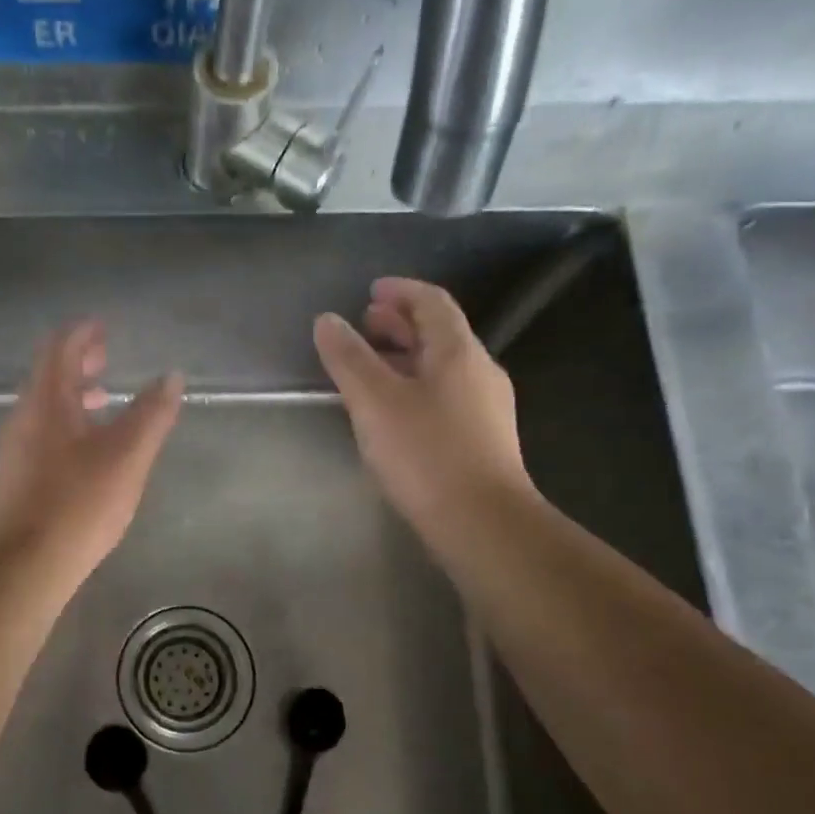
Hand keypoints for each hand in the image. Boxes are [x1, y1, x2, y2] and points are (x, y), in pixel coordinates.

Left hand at [0, 321, 182, 586]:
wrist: (28, 563)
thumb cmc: (80, 502)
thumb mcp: (128, 455)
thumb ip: (152, 413)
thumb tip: (171, 376)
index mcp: (46, 401)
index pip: (59, 348)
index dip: (82, 333)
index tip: (104, 327)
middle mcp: (25, 417)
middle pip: (48, 374)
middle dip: (77, 360)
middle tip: (106, 356)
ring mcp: (17, 448)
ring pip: (45, 405)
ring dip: (73, 393)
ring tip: (104, 398)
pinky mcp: (18, 476)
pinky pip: (43, 430)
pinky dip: (67, 420)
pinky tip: (89, 446)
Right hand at [313, 278, 533, 569]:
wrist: (482, 523)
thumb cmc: (425, 453)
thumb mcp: (375, 401)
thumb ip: (349, 358)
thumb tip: (327, 320)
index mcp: (458, 352)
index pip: (432, 302)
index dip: (400, 291)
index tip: (370, 291)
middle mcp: (480, 371)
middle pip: (439, 333)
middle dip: (400, 323)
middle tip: (364, 326)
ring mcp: (487, 407)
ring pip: (442, 366)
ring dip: (407, 356)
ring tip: (371, 367)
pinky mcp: (483, 438)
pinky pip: (446, 394)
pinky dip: (416, 385)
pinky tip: (394, 410)